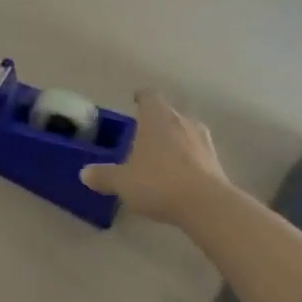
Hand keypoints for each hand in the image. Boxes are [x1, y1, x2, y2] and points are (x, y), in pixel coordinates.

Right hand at [80, 89, 228, 223]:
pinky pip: (197, 152)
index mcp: (156, 117)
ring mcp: (203, 140)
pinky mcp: (217, 160)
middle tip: (142, 136)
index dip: (141, 97)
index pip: (149, 96)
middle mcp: (181, 121)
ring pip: (185, 131)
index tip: (135, 101)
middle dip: (156, 122)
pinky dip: (188, 158)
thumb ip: (103, 176)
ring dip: (174, 139)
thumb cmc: (158, 182)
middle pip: (168, 113)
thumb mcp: (122, 182)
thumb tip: (84, 173)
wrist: (206, 205)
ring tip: (161, 156)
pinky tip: (179, 175)